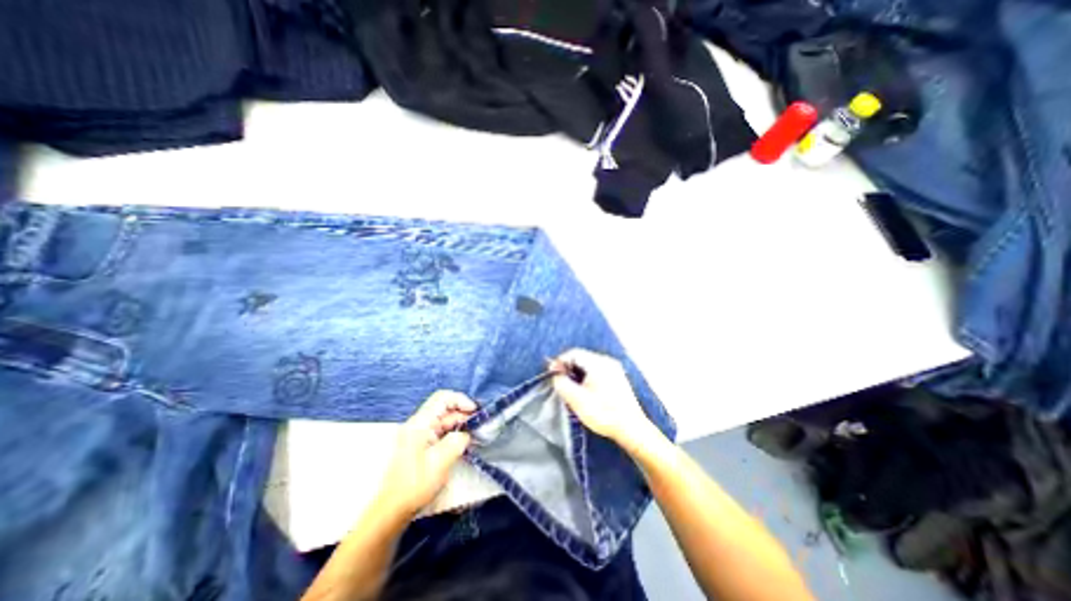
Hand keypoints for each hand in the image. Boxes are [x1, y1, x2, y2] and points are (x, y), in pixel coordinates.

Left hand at [375, 392, 476, 517]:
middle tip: (479, 426)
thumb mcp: (440, 462)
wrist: (392, 510)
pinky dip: (454, 434)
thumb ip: (457, 441)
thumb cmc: (415, 485)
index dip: (461, 400)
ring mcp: (419, 434)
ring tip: (475, 435)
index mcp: (420, 423)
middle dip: (463, 414)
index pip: (443, 398)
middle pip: (444, 408)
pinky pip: (441, 431)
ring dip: (460, 425)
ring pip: (444, 420)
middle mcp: (418, 424)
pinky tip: (464, 443)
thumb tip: (467, 433)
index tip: (475, 412)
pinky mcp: (421, 444)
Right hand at [557, 347, 657, 445]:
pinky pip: (596, 372)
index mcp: (598, 362)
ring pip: (588, 366)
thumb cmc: (603, 413)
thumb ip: (562, 383)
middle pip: (581, 358)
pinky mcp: (617, 379)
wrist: (631, 429)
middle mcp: (607, 361)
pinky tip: (583, 392)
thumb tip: (556, 375)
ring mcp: (614, 370)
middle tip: (559, 383)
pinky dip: (586, 379)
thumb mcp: (576, 399)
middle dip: (568, 369)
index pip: (573, 353)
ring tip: (570, 389)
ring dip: (576, 375)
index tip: (551, 375)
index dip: (559, 362)